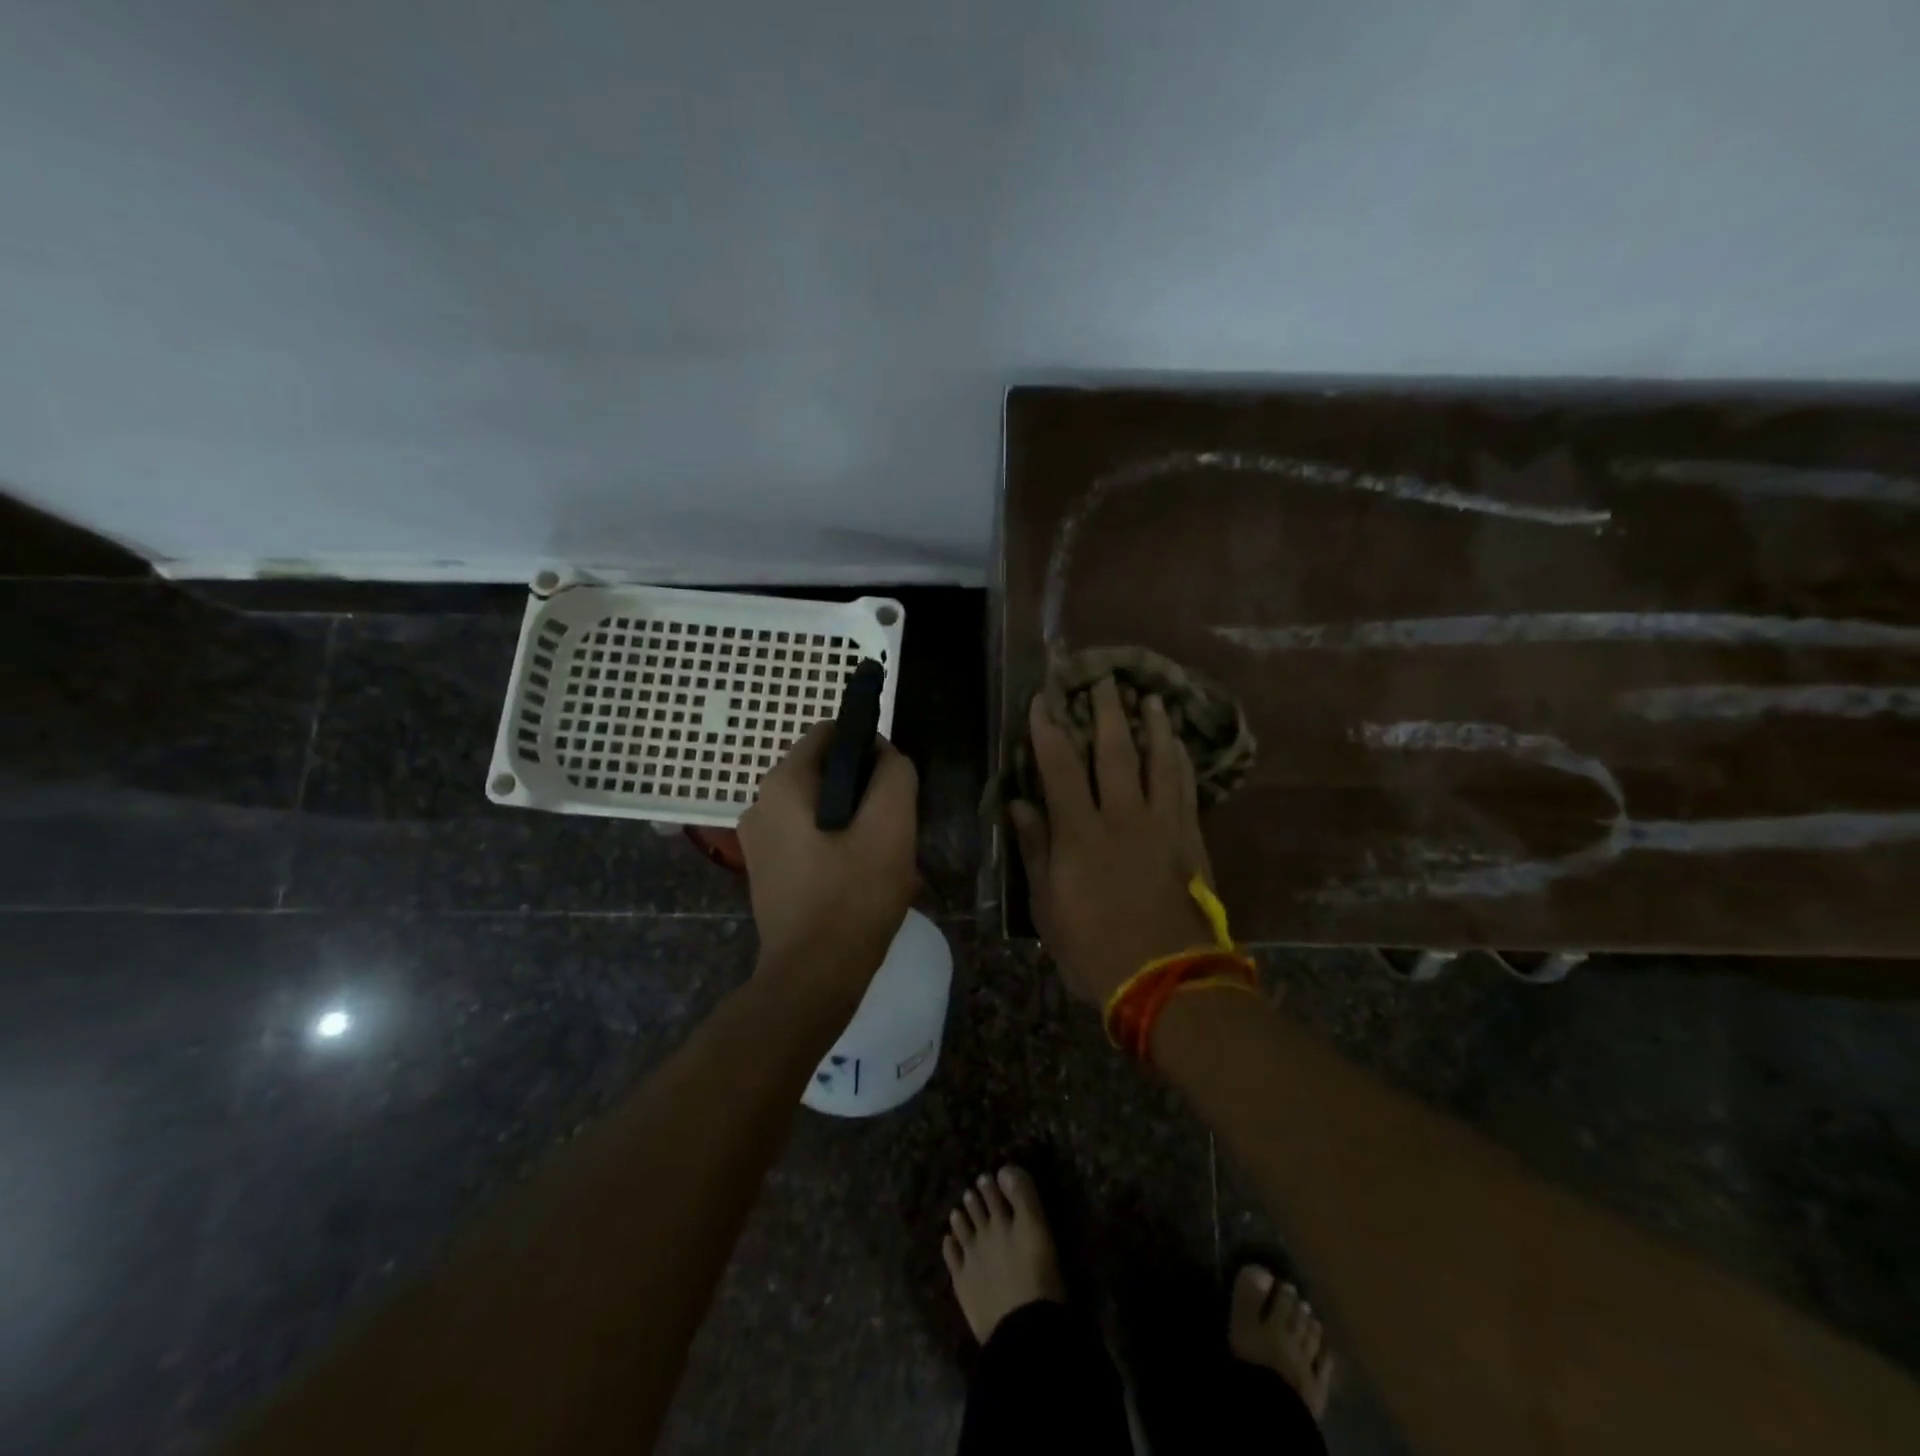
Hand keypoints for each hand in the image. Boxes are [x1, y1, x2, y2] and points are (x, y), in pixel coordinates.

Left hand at [739, 720, 919, 1008]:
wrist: (813, 977)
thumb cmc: (853, 895)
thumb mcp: (891, 826)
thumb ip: (894, 775)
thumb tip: (885, 755)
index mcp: (782, 784)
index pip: (831, 734)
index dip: (870, 748)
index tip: (894, 785)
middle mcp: (760, 804)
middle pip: (826, 774)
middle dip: (865, 793)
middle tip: (893, 831)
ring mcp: (759, 841)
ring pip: (821, 809)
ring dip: (856, 824)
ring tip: (882, 861)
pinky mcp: (767, 871)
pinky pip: (809, 839)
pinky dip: (838, 848)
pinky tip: (861, 881)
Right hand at [1009, 679, 1216, 1005]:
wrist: (1166, 979)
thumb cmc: (1094, 947)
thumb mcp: (1048, 905)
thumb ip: (1035, 849)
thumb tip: (1018, 803)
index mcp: (1081, 832)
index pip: (1060, 765)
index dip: (1049, 728)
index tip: (1043, 699)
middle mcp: (1122, 816)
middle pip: (1115, 751)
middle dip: (1106, 711)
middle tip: (1104, 678)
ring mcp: (1162, 825)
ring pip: (1159, 761)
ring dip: (1153, 726)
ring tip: (1151, 698)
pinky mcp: (1190, 839)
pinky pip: (1186, 789)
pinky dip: (1182, 762)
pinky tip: (1180, 746)